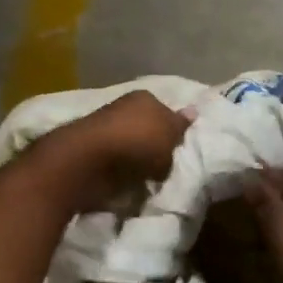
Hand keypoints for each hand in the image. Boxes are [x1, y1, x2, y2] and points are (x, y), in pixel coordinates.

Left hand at [40, 90, 191, 212]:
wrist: (89, 161)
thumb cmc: (137, 141)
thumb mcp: (170, 133)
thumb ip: (181, 126)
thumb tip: (192, 112)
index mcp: (144, 97)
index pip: (165, 110)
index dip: (174, 130)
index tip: (181, 149)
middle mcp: (123, 109)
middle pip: (148, 129)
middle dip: (156, 147)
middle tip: (170, 167)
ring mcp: (106, 132)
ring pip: (132, 148)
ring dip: (140, 163)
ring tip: (152, 181)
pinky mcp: (93, 155)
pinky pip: (117, 165)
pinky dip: (123, 174)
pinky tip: (132, 185)